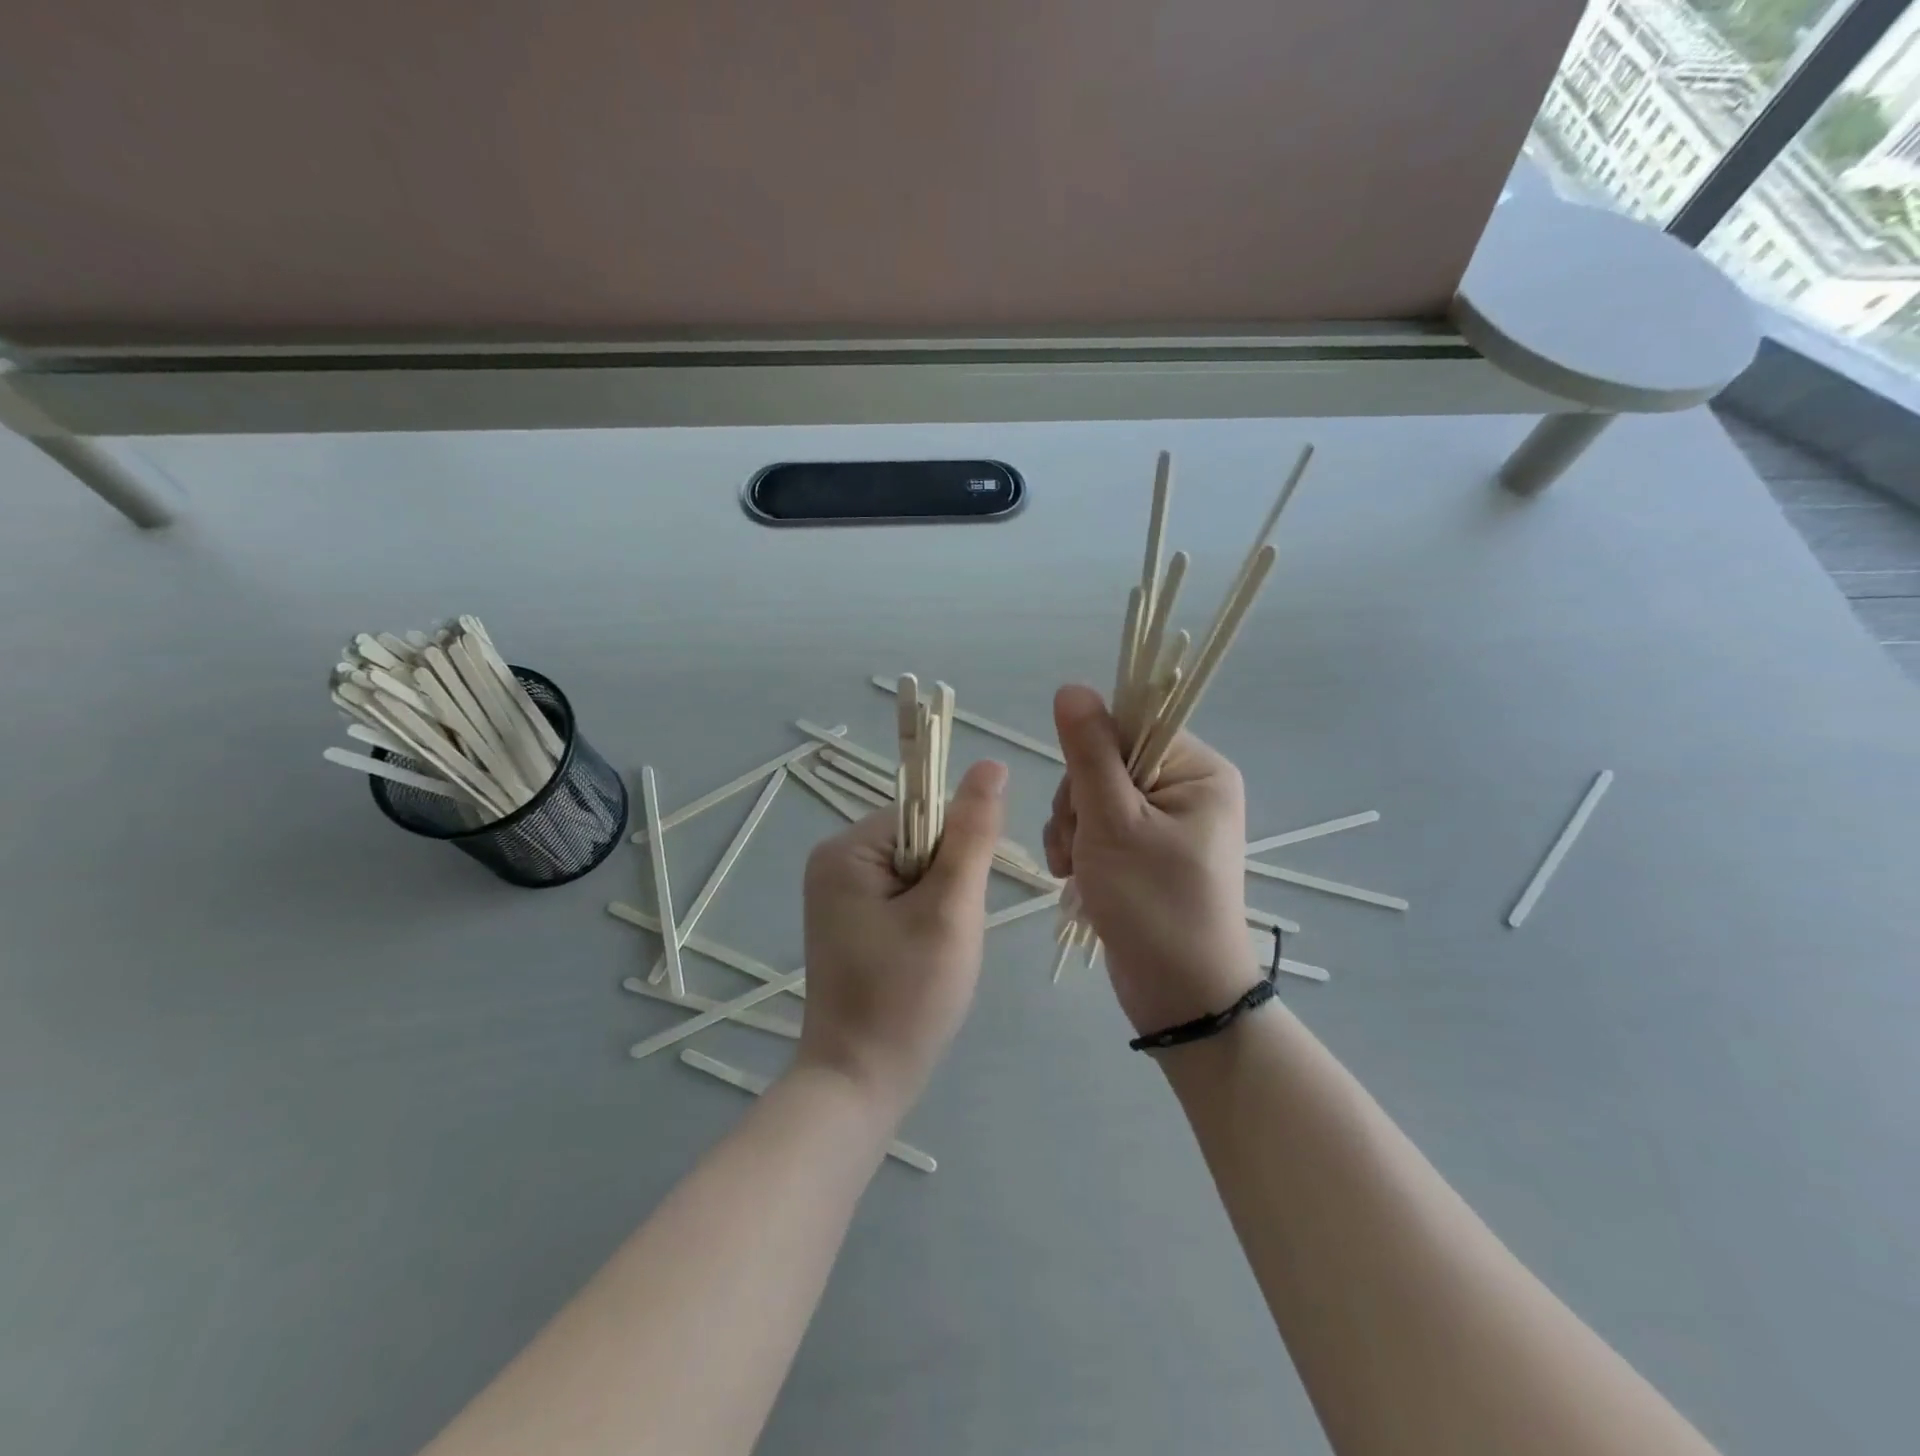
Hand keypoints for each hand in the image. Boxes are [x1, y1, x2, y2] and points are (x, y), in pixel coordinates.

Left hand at [797, 759, 1007, 1111]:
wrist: (860, 1082)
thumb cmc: (907, 996)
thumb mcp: (950, 910)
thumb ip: (972, 835)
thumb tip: (991, 764)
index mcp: (847, 848)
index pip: (925, 814)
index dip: (957, 854)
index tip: (958, 905)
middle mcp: (834, 860)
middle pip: (921, 840)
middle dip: (948, 884)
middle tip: (945, 938)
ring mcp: (838, 892)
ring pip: (918, 871)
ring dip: (941, 905)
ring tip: (935, 953)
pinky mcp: (849, 919)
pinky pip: (903, 896)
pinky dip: (925, 921)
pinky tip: (922, 959)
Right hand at [1042, 685, 1252, 1034]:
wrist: (1180, 996)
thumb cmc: (1154, 904)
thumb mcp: (1114, 823)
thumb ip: (1089, 753)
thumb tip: (1071, 687)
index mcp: (1198, 771)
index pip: (1132, 726)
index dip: (1092, 754)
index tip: (1083, 796)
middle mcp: (1186, 789)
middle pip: (1105, 762)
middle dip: (1077, 802)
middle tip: (1079, 844)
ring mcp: (1164, 822)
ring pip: (1092, 795)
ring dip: (1071, 828)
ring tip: (1075, 868)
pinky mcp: (1144, 850)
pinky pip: (1097, 826)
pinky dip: (1078, 847)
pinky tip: (1074, 876)